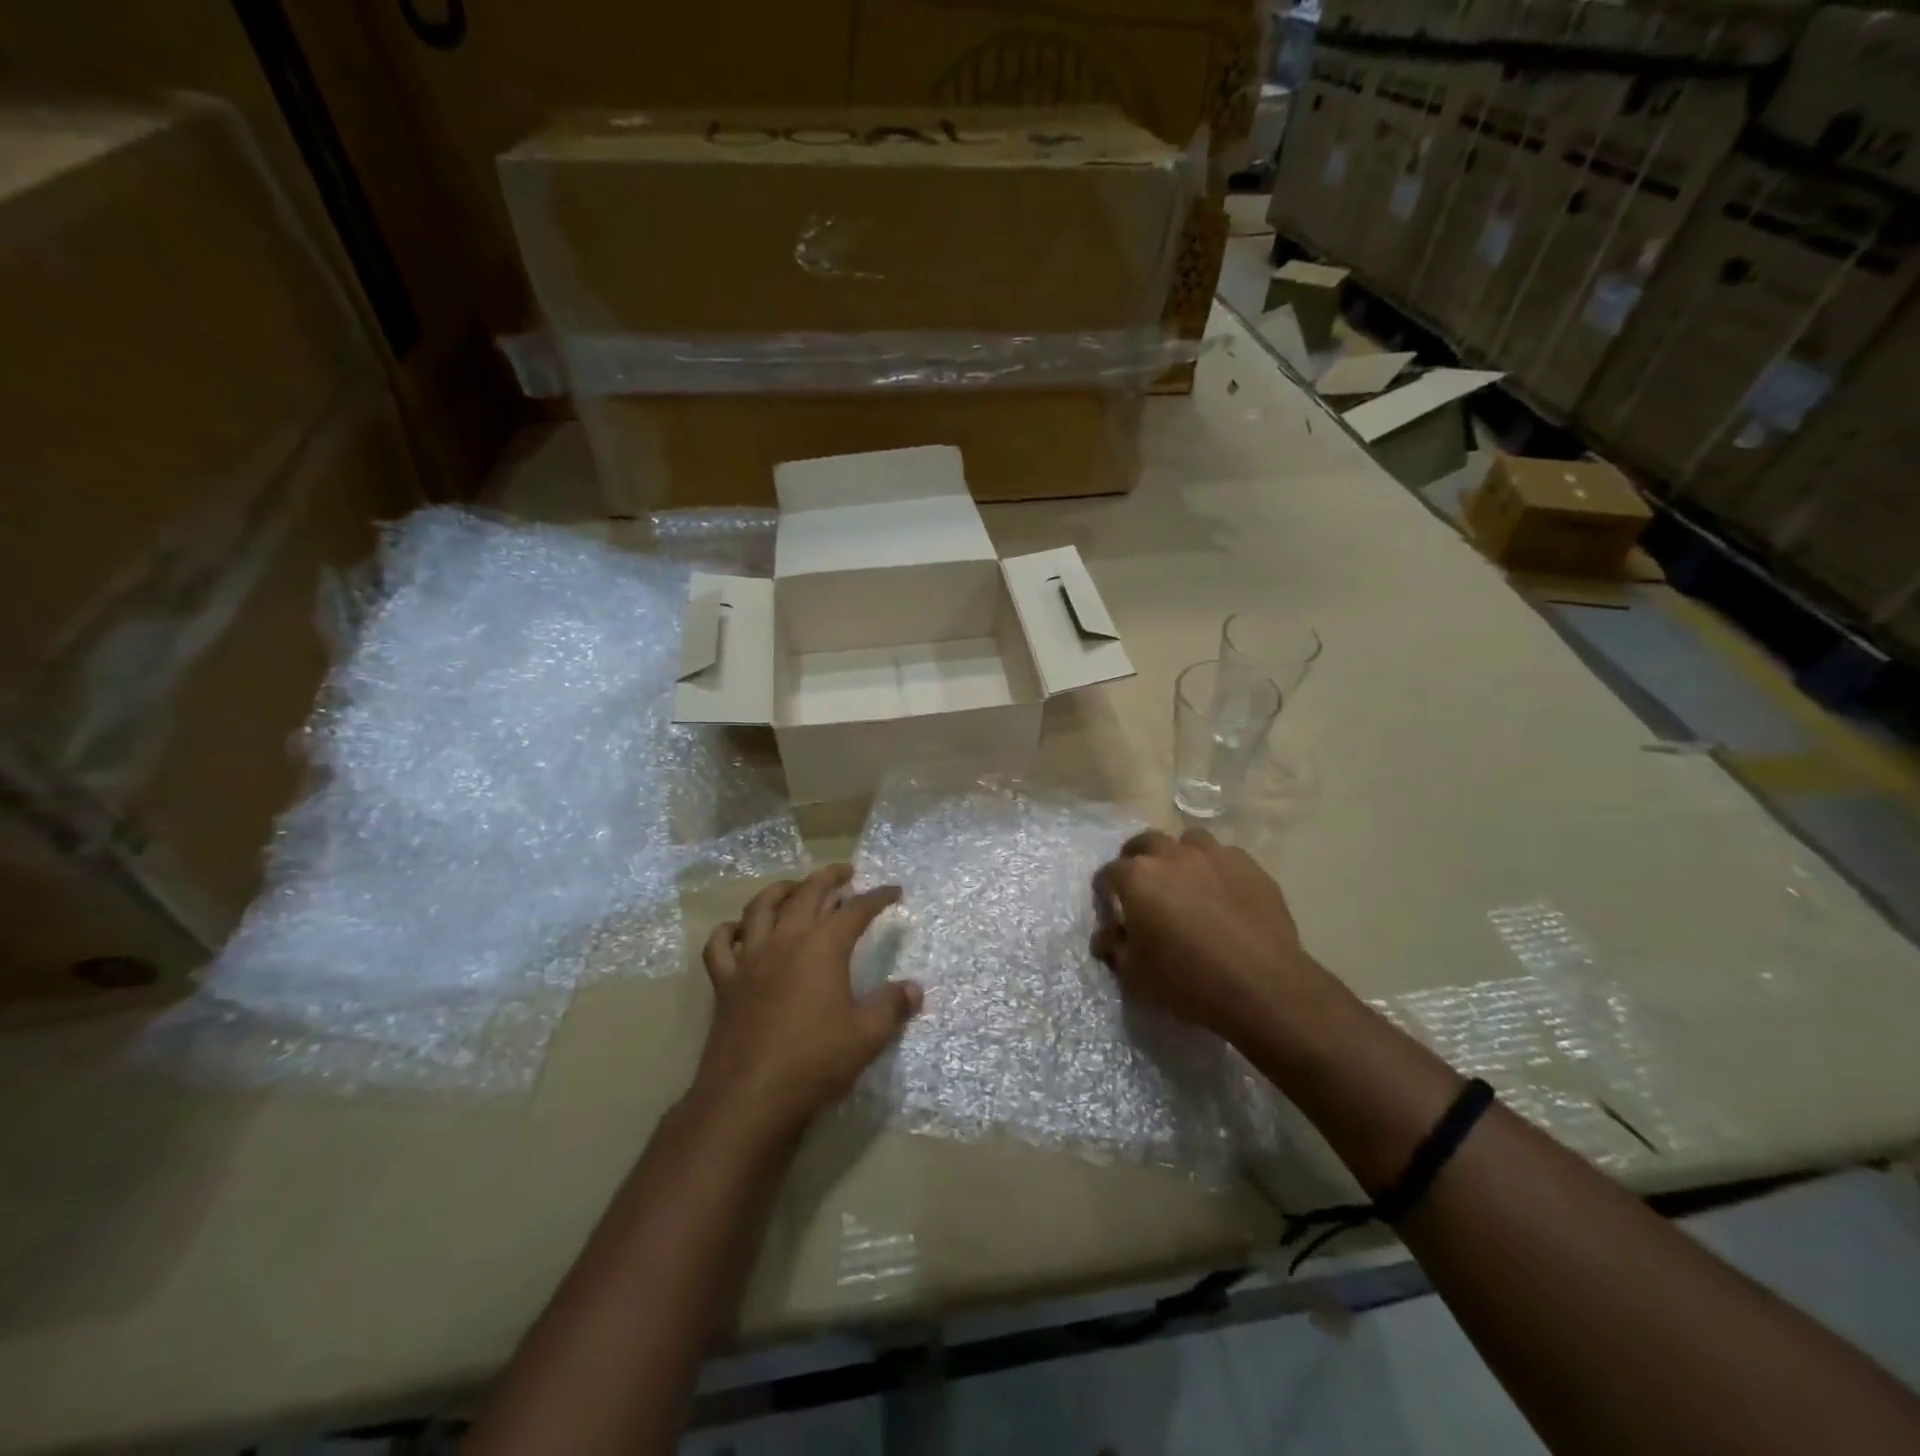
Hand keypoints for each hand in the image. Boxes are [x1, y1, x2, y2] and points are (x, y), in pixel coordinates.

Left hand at [693, 865, 920, 1140]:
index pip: (856, 910)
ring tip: (796, 887)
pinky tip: (740, 931)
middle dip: (829, 877)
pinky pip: (720, 945)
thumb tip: (914, 988)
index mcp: (823, 947)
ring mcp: (750, 959)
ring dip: (781, 890)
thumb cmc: (814, 1061)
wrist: (749, 1097)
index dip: (878, 897)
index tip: (895, 891)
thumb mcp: (867, 1036)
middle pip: (807, 893)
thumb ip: (892, 1006)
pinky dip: (730, 931)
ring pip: (761, 907)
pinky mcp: (725, 982)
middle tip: (846, 872)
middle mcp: (785, 941)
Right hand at [1091, 828, 1323, 1046]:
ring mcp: (1214, 855)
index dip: (1105, 891)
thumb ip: (1115, 947)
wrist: (1262, 985)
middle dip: (1137, 859)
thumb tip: (1106, 935)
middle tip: (1143, 887)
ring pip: (1188, 842)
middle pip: (1146, 842)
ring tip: (1185, 882)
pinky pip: (1224, 857)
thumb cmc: (1188, 980)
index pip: (1108, 873)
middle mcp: (1172, 855)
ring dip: (1180, 856)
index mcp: (1138, 877)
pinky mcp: (1249, 866)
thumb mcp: (1136, 974)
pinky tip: (1223, 895)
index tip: (1111, 909)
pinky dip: (1216, 870)